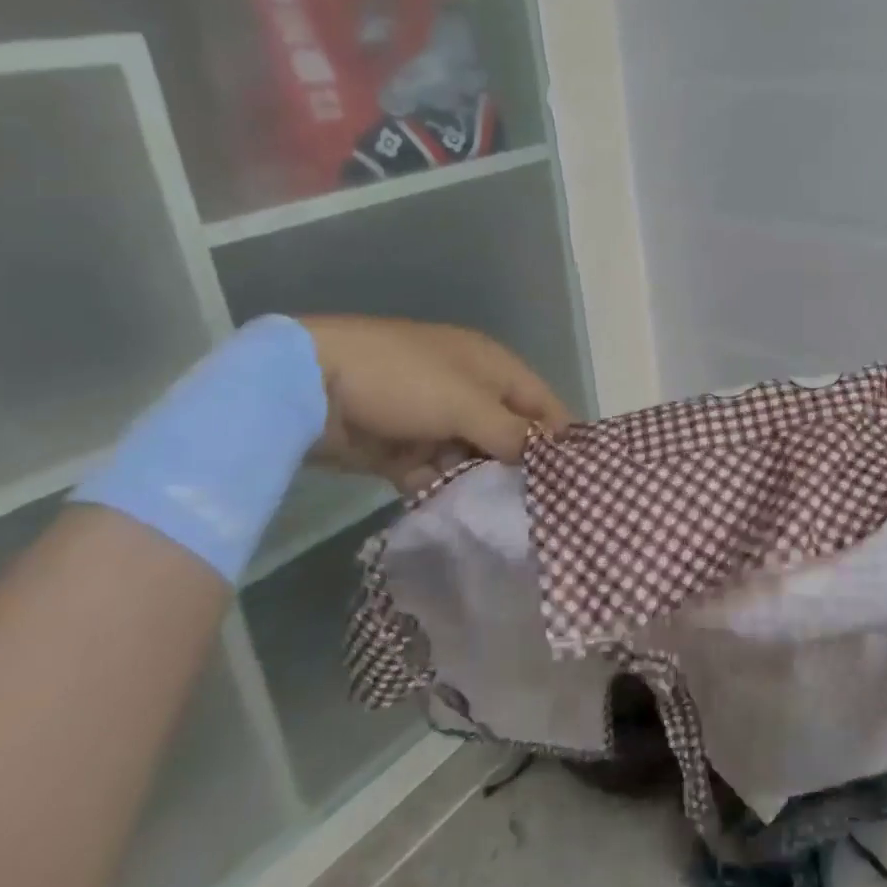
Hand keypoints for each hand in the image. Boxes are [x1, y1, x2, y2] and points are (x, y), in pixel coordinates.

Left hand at [299, 316, 571, 491]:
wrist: (312, 383)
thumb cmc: (405, 380)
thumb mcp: (466, 403)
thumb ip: (510, 433)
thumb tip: (544, 457)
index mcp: (492, 367)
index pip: (541, 401)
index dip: (559, 435)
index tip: (574, 478)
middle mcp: (469, 391)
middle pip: (508, 432)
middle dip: (519, 466)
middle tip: (537, 509)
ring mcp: (434, 419)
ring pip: (472, 456)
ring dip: (480, 482)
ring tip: (498, 519)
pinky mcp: (402, 447)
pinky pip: (435, 472)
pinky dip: (442, 489)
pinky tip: (454, 516)